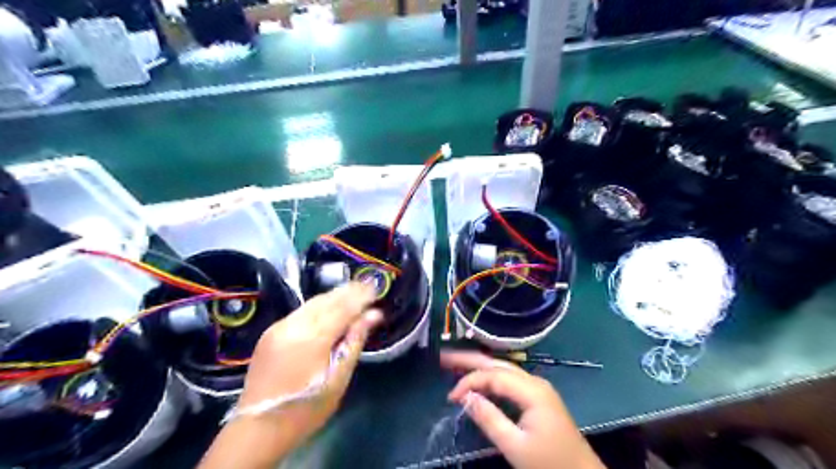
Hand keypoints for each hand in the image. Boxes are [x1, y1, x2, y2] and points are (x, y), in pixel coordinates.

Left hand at [200, 283, 382, 465]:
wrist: (257, 428)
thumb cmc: (306, 409)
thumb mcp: (338, 379)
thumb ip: (355, 341)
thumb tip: (374, 315)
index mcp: (313, 339)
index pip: (343, 306)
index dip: (361, 295)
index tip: (376, 286)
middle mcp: (294, 325)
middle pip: (327, 299)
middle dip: (349, 291)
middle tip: (368, 285)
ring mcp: (279, 327)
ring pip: (313, 302)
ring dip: (334, 295)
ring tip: (353, 291)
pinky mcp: (271, 332)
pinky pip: (301, 311)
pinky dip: (319, 305)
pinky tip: (330, 307)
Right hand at [439, 352, 605, 468]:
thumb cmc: (550, 464)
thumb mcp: (515, 446)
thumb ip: (489, 418)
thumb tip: (465, 397)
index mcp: (531, 390)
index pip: (493, 375)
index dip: (469, 381)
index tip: (451, 398)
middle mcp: (534, 382)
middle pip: (497, 363)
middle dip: (470, 359)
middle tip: (444, 357)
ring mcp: (537, 388)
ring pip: (503, 369)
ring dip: (478, 365)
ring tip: (455, 362)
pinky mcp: (537, 397)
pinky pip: (509, 379)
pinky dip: (490, 377)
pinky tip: (478, 378)